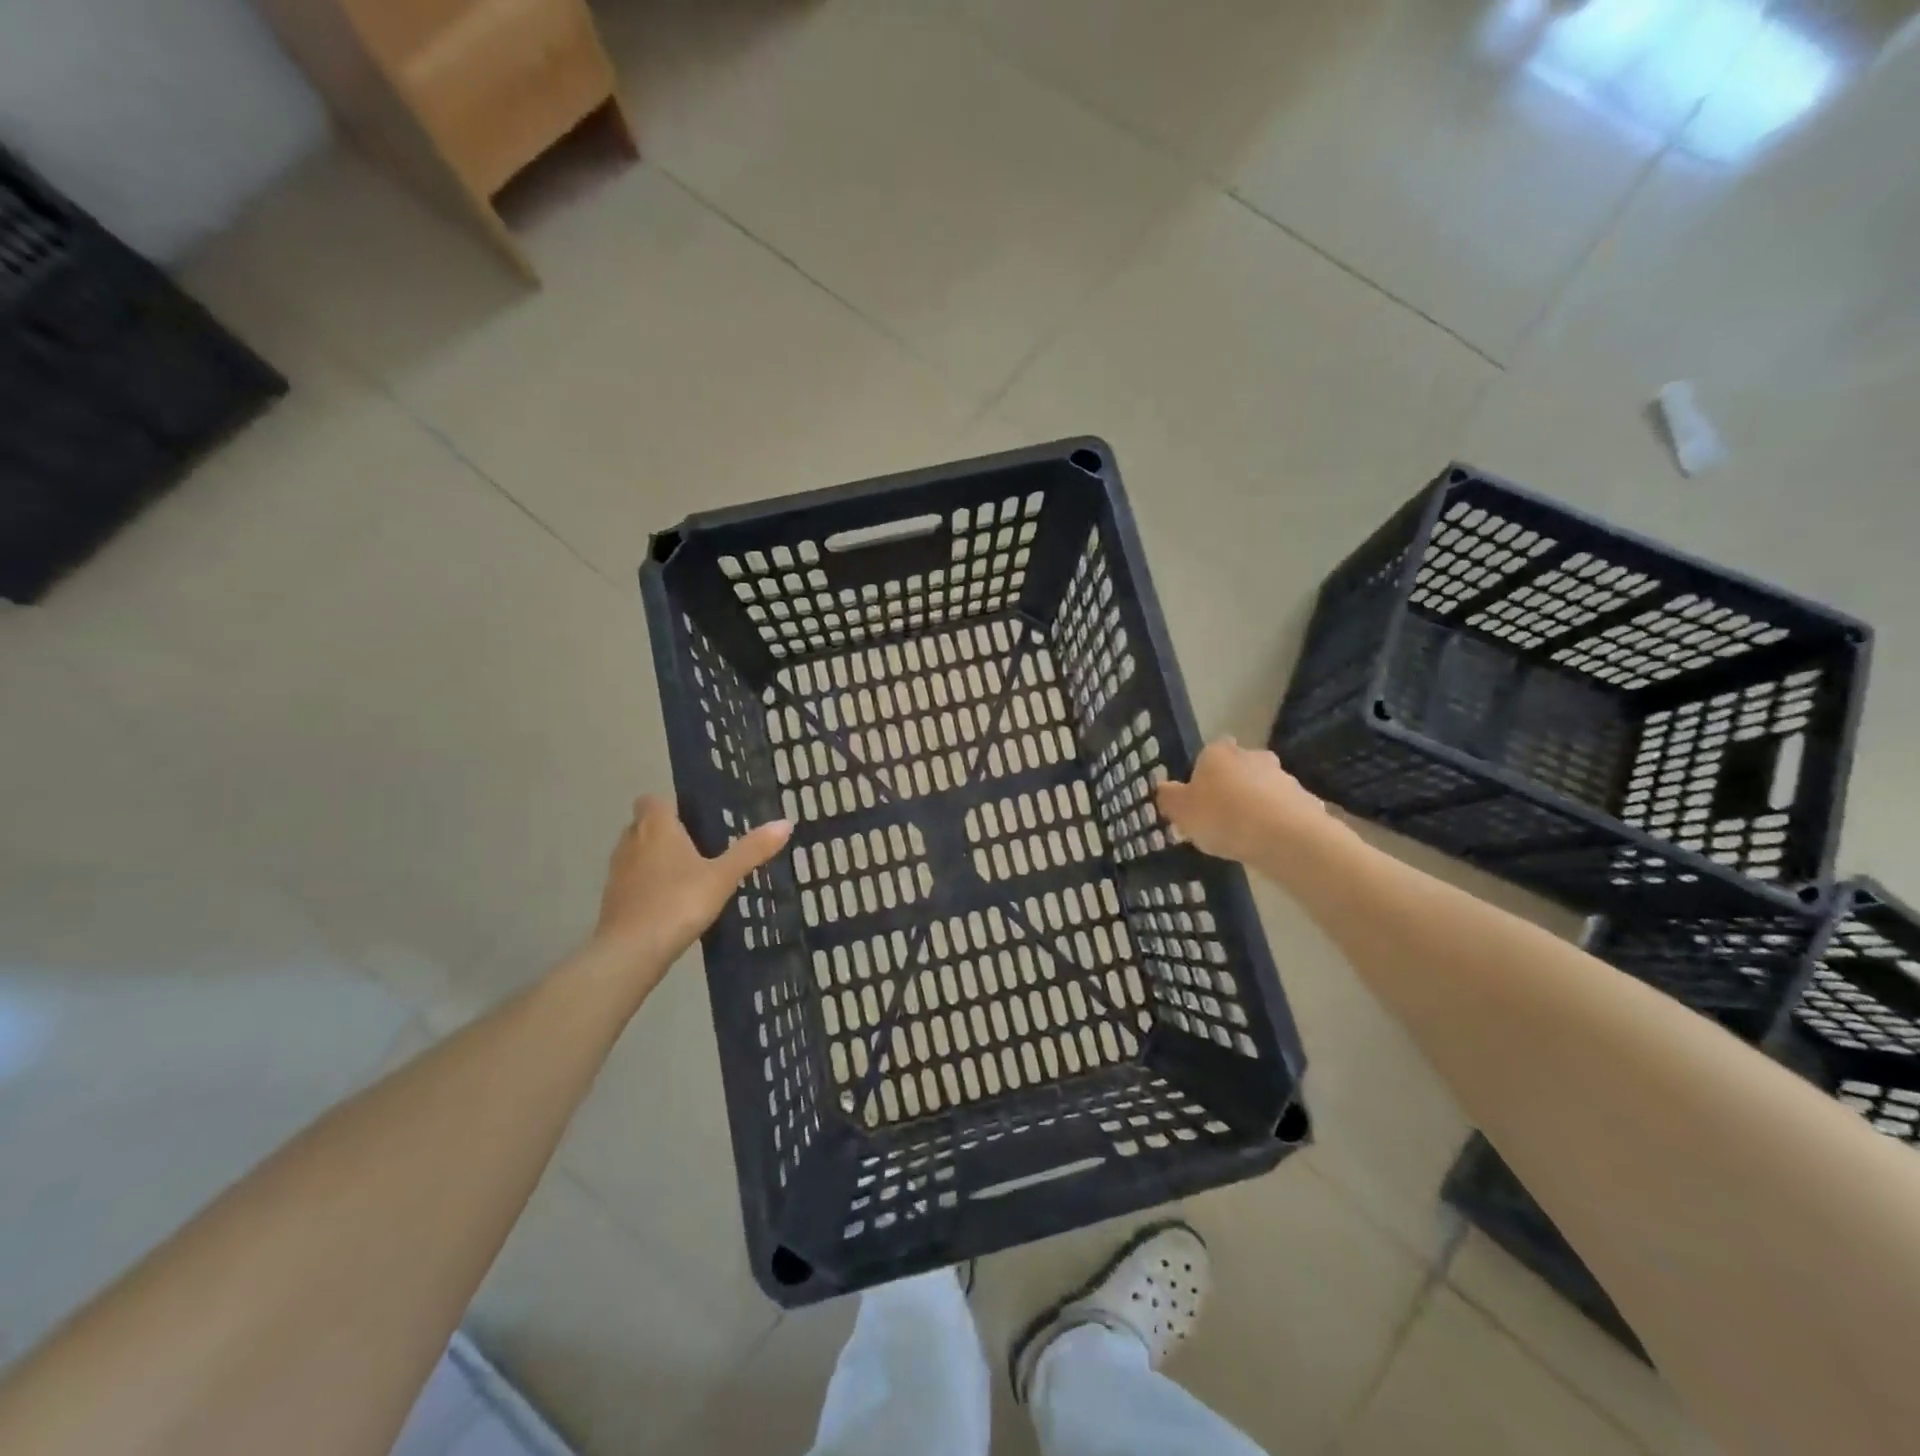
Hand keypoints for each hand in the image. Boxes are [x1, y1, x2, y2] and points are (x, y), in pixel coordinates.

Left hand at [588, 796, 791, 989]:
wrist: (631, 951)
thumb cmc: (678, 902)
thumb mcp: (723, 876)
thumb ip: (751, 850)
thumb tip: (785, 823)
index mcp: (656, 827)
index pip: (652, 800)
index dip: (670, 805)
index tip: (694, 818)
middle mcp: (631, 841)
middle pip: (644, 824)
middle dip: (666, 831)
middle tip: (700, 846)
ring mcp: (617, 872)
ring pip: (636, 852)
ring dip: (655, 858)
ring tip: (688, 874)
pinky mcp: (612, 899)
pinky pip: (632, 880)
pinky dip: (648, 884)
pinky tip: (671, 902)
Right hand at [1156, 738, 1331, 864]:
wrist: (1286, 837)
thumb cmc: (1223, 817)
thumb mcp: (1181, 812)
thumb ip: (1169, 798)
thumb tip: (1164, 789)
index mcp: (1218, 753)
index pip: (1206, 755)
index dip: (1201, 777)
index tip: (1198, 801)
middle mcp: (1251, 755)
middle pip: (1236, 769)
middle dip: (1230, 788)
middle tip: (1219, 818)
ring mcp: (1282, 776)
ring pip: (1261, 788)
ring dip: (1254, 804)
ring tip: (1244, 836)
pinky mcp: (1305, 799)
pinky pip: (1282, 809)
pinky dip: (1275, 821)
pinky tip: (1267, 843)